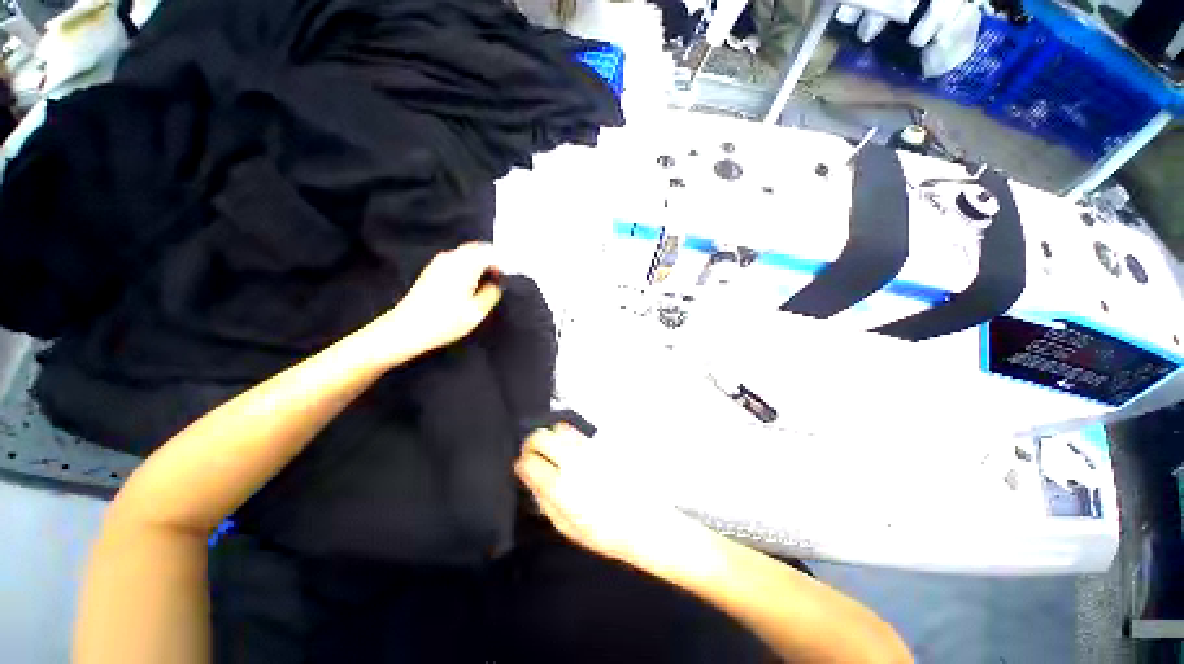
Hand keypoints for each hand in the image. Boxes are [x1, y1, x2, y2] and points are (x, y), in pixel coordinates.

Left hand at [366, 242, 501, 361]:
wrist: (407, 328)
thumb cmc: (445, 322)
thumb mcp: (476, 312)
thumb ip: (492, 294)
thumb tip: (496, 283)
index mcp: (465, 265)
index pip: (490, 252)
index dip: (503, 263)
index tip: (507, 277)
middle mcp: (451, 258)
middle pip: (478, 248)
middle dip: (491, 260)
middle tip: (499, 279)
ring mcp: (439, 262)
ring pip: (467, 253)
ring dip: (479, 262)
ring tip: (485, 282)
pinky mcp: (432, 269)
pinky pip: (457, 260)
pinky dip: (468, 266)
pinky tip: (469, 284)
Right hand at [515, 425, 712, 571]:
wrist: (643, 522)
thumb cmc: (604, 533)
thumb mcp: (567, 527)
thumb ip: (545, 500)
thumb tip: (531, 478)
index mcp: (562, 487)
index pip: (529, 462)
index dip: (521, 464)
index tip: (523, 468)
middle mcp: (573, 462)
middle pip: (541, 436)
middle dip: (531, 443)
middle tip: (533, 454)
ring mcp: (589, 450)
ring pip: (559, 428)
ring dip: (550, 437)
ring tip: (552, 451)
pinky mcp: (602, 445)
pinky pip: (577, 432)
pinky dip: (567, 436)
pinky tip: (570, 450)